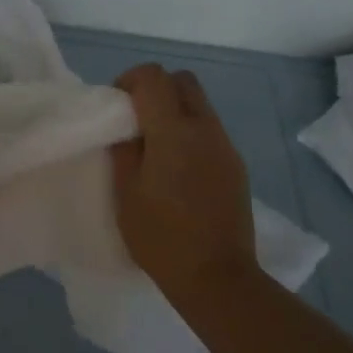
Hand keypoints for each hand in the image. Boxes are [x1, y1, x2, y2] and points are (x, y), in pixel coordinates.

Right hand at [111, 64, 259, 295]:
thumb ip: (124, 149)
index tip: (117, 107)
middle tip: (135, 120)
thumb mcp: (125, 192)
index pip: (154, 76)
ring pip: (199, 105)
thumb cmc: (160, 237)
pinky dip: (190, 133)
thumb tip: (127, 127)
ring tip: (155, 147)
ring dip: (174, 111)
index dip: (130, 80)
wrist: (216, 276)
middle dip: (156, 88)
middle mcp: (205, 129)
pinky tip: (177, 169)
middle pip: (183, 81)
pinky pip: (210, 131)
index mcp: (173, 132)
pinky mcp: (236, 166)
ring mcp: (226, 147)